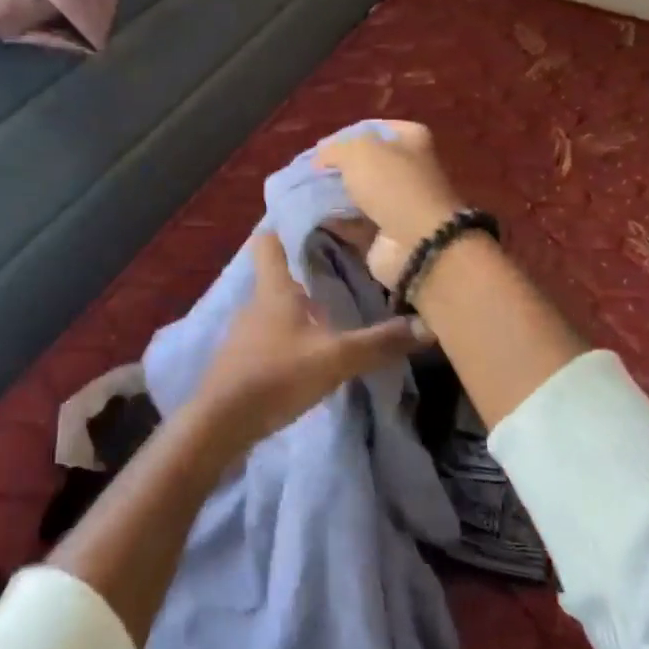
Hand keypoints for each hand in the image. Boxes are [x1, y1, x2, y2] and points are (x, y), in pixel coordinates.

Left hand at [190, 231, 430, 452]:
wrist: (221, 422)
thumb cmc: (277, 374)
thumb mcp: (335, 358)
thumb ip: (379, 343)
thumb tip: (427, 327)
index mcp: (273, 290)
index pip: (268, 243)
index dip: (284, 230)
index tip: (311, 225)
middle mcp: (254, 304)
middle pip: (277, 279)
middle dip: (304, 277)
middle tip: (341, 275)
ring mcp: (243, 333)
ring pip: (274, 311)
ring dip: (298, 312)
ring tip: (332, 317)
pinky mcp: (240, 361)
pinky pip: (268, 339)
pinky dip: (288, 340)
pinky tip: (308, 356)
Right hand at [316, 122, 466, 289]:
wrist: (417, 243)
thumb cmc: (392, 185)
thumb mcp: (358, 152)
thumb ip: (334, 149)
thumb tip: (320, 157)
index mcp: (411, 139)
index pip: (371, 128)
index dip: (344, 136)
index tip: (320, 149)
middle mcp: (410, 167)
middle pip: (366, 162)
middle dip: (339, 168)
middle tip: (312, 173)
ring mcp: (401, 201)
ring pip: (361, 192)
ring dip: (338, 195)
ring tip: (309, 194)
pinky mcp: (390, 230)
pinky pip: (357, 220)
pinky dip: (339, 220)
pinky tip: (318, 217)